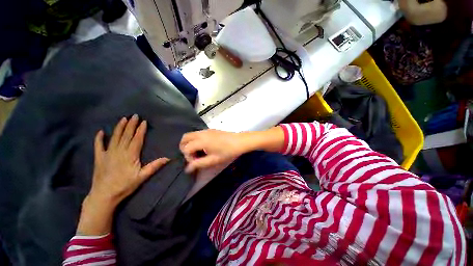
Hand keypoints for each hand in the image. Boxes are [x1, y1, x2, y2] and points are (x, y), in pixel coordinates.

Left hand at [78, 115, 168, 234]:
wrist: (104, 195)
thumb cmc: (125, 185)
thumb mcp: (142, 177)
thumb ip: (154, 166)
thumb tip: (168, 158)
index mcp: (130, 155)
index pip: (137, 139)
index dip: (140, 130)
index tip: (143, 121)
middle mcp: (119, 151)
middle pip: (126, 135)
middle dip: (131, 125)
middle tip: (134, 115)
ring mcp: (107, 153)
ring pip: (114, 137)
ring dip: (119, 127)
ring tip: (123, 119)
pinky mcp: (99, 158)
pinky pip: (98, 146)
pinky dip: (99, 138)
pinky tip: (101, 132)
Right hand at [180, 129, 246, 172]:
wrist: (239, 141)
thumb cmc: (227, 152)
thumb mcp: (213, 160)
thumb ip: (199, 164)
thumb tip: (187, 169)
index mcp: (201, 140)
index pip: (186, 148)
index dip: (188, 157)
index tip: (196, 162)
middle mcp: (201, 133)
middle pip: (185, 138)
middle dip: (184, 148)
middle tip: (193, 156)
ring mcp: (205, 130)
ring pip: (190, 135)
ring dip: (190, 143)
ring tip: (198, 152)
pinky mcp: (210, 130)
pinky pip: (197, 133)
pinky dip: (195, 140)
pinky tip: (204, 147)